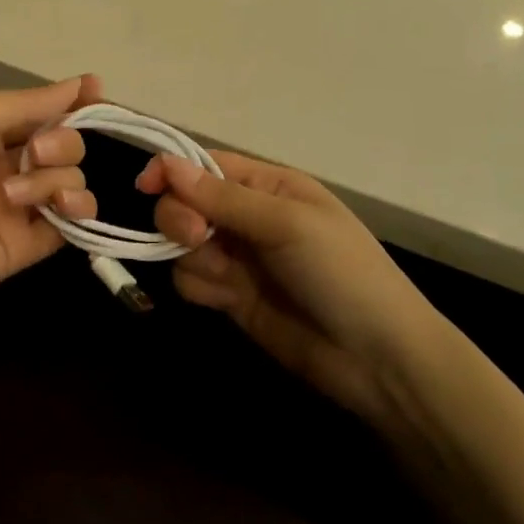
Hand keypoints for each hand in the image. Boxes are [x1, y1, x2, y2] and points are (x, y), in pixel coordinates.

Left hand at [0, 76, 101, 313]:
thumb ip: (26, 103)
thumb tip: (81, 83)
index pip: (43, 111)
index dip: (71, 101)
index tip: (96, 90)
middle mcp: (11, 164)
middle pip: (66, 143)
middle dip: (60, 141)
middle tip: (33, 152)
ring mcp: (23, 205)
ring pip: (72, 178)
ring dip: (55, 178)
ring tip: (16, 194)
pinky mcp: (32, 242)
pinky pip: (75, 220)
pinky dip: (79, 209)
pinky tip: (63, 207)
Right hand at [138, 151, 435, 422]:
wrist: (378, 360)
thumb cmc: (342, 273)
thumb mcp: (287, 224)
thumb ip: (224, 198)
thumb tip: (167, 164)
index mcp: (269, 185)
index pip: (207, 165)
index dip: (173, 170)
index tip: (145, 186)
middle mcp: (248, 216)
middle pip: (186, 202)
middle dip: (181, 218)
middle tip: (197, 238)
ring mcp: (240, 258)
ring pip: (183, 244)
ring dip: (192, 256)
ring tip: (227, 278)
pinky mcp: (233, 297)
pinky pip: (192, 280)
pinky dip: (200, 287)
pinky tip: (226, 300)